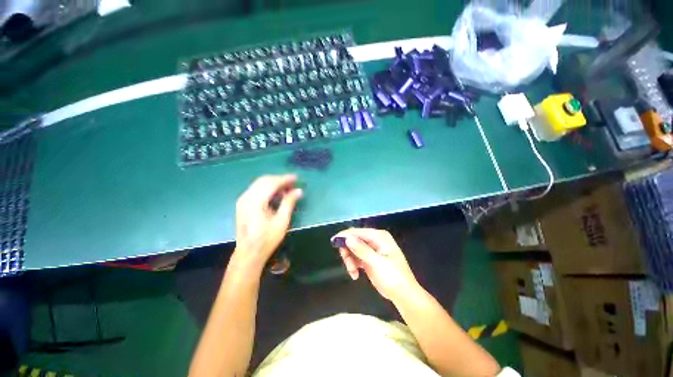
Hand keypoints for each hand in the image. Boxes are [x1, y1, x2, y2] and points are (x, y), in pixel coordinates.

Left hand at [233, 175, 302, 273]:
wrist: (248, 253)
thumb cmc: (267, 239)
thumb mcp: (282, 221)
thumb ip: (289, 203)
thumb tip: (299, 190)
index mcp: (255, 201)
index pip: (271, 183)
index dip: (285, 179)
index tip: (296, 178)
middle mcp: (246, 197)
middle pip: (264, 180)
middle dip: (279, 180)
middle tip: (293, 184)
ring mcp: (242, 200)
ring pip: (259, 184)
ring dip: (274, 184)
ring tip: (287, 189)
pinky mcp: (242, 204)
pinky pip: (256, 190)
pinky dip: (267, 189)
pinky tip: (276, 194)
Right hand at [333, 228, 418, 300]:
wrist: (403, 296)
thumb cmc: (393, 277)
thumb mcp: (377, 263)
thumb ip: (362, 250)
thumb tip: (347, 238)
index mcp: (379, 236)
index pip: (358, 232)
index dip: (345, 236)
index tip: (334, 242)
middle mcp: (375, 240)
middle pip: (354, 240)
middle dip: (348, 251)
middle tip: (347, 264)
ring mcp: (372, 250)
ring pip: (353, 249)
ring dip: (350, 260)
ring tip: (353, 272)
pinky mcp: (369, 259)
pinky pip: (356, 257)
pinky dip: (353, 265)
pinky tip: (355, 275)